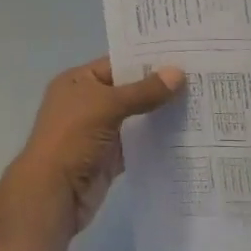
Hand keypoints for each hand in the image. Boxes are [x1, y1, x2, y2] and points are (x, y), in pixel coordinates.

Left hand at [0, 58, 186, 235]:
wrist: (52, 195)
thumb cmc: (72, 138)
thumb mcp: (106, 106)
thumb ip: (143, 91)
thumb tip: (178, 73)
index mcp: (78, 82)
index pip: (117, 63)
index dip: (147, 59)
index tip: (182, 55)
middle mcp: (87, 103)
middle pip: (128, 90)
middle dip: (158, 87)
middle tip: (199, 78)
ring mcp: (98, 132)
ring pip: (135, 118)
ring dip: (160, 114)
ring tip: (198, 103)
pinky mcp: (109, 159)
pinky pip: (137, 144)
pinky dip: (155, 140)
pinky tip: (184, 134)